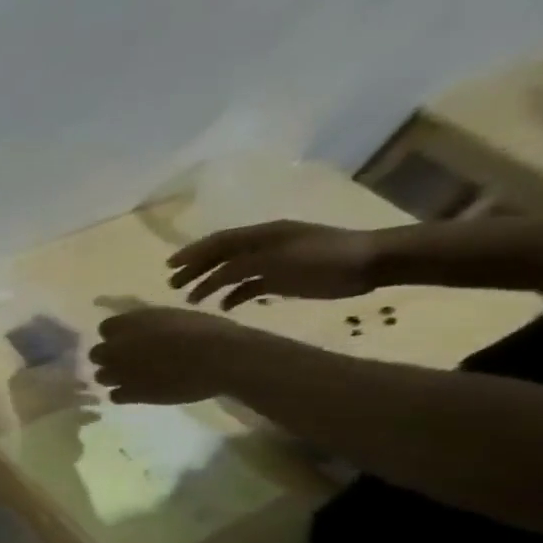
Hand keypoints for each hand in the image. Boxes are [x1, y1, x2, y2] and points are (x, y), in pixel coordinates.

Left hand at [89, 307, 256, 404]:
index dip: (117, 335)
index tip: (130, 339)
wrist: (222, 359)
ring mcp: (120, 372)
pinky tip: (140, 391)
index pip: (106, 328)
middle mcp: (117, 348)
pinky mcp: (130, 393)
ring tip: (136, 377)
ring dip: (115, 377)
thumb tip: (141, 331)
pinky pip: (114, 396)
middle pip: (97, 354)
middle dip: (110, 357)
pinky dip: (124, 394)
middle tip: (130, 360)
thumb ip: (149, 324)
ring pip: (101, 376)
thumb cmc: (208, 332)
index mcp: (129, 324)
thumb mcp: (175, 317)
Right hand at [168, 220, 379, 309]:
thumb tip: (210, 278)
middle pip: (220, 257)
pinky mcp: (283, 280)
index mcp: (262, 235)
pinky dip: (233, 296)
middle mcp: (263, 246)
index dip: (191, 253)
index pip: (217, 242)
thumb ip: (241, 267)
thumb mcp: (278, 259)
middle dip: (195, 270)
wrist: (373, 263)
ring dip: (210, 285)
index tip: (168, 266)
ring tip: (192, 300)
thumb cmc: (325, 257)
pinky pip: (249, 287)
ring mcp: (273, 263)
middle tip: (172, 286)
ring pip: (231, 273)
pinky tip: (223, 307)